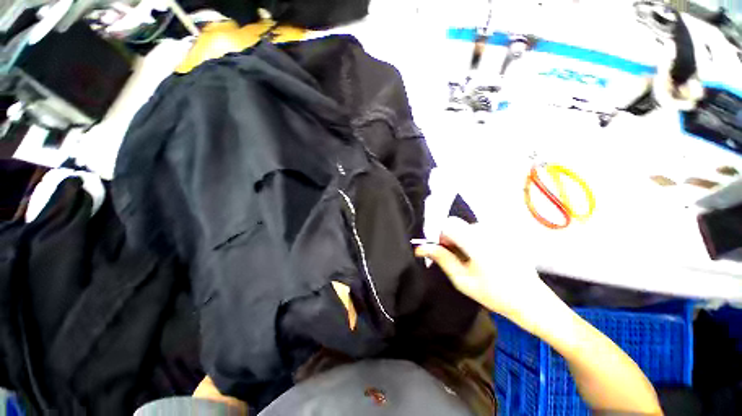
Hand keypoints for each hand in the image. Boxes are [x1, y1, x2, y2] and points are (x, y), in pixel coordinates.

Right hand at [415, 217, 547, 319]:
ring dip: (463, 240)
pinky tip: (485, 258)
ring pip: (468, 227)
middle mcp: (488, 230)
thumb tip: (420, 247)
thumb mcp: (462, 280)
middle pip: (457, 225)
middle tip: (460, 260)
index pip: (448, 224)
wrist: (532, 300)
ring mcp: (499, 230)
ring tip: (473, 261)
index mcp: (476, 241)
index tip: (446, 252)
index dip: (442, 237)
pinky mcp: (505, 233)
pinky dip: (475, 240)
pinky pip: (480, 230)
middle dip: (452, 239)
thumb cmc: (494, 294)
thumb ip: (442, 259)